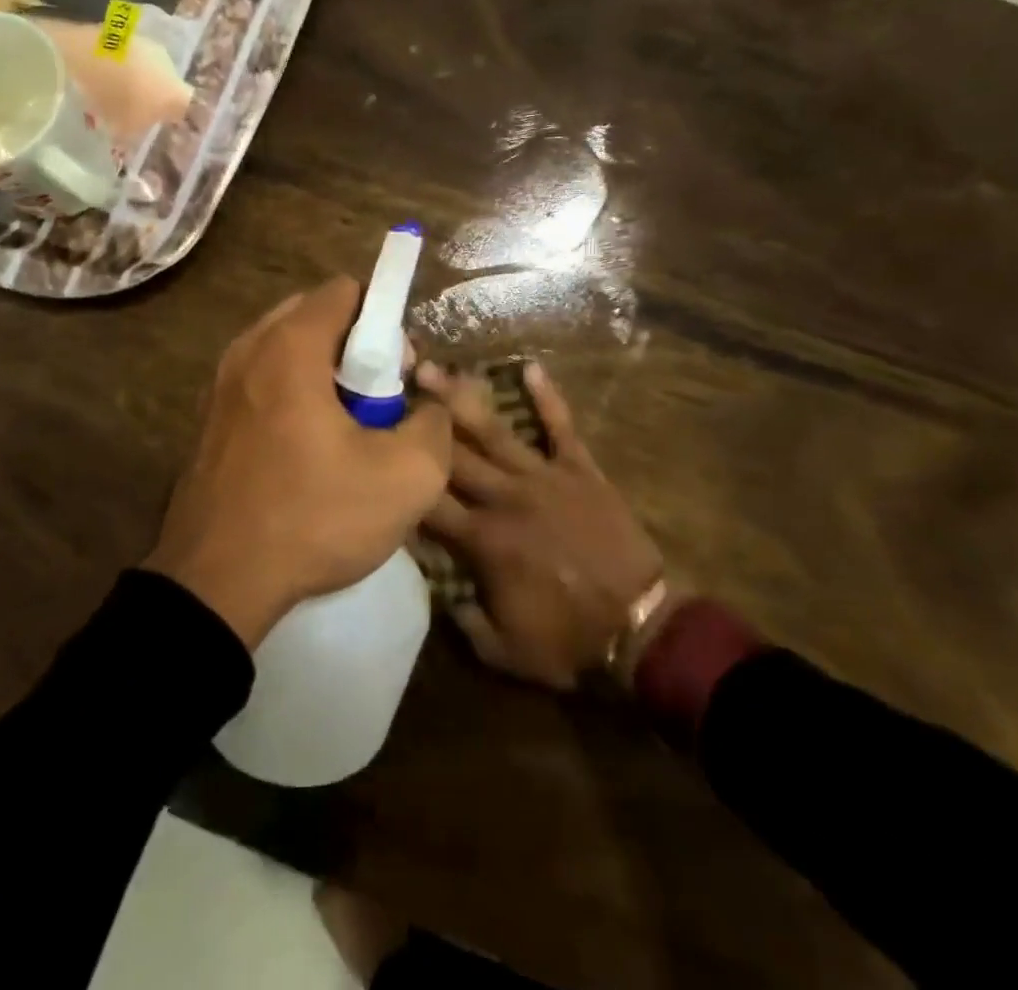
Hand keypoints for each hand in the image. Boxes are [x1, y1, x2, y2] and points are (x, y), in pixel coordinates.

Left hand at [147, 278, 453, 648]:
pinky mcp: (210, 419)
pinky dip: (293, 394)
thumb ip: (436, 424)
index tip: (399, 372)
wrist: (217, 582)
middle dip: (356, 345)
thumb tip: (428, 407)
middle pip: (315, 315)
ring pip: (287, 350)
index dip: (385, 321)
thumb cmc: (314, 516)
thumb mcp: (408, 477)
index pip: (346, 290)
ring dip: (325, 373)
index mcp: (290, 346)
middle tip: (379, 399)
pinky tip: (309, 449)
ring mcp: (221, 384)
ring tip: (347, 427)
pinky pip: (263, 382)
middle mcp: (248, 349)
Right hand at [415, 360, 664, 689]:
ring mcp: (543, 476)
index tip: (378, 452)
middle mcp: (504, 497)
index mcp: (482, 539)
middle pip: (451, 453)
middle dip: (418, 421)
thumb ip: (462, 619)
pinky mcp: (580, 468)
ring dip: (460, 397)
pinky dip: (548, 397)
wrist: (639, 625)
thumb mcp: (503, 651)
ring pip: (493, 429)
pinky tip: (531, 367)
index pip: (428, 501)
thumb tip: (436, 588)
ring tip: (432, 368)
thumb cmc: (569, 639)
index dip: (400, 479)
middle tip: (390, 386)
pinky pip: (561, 426)